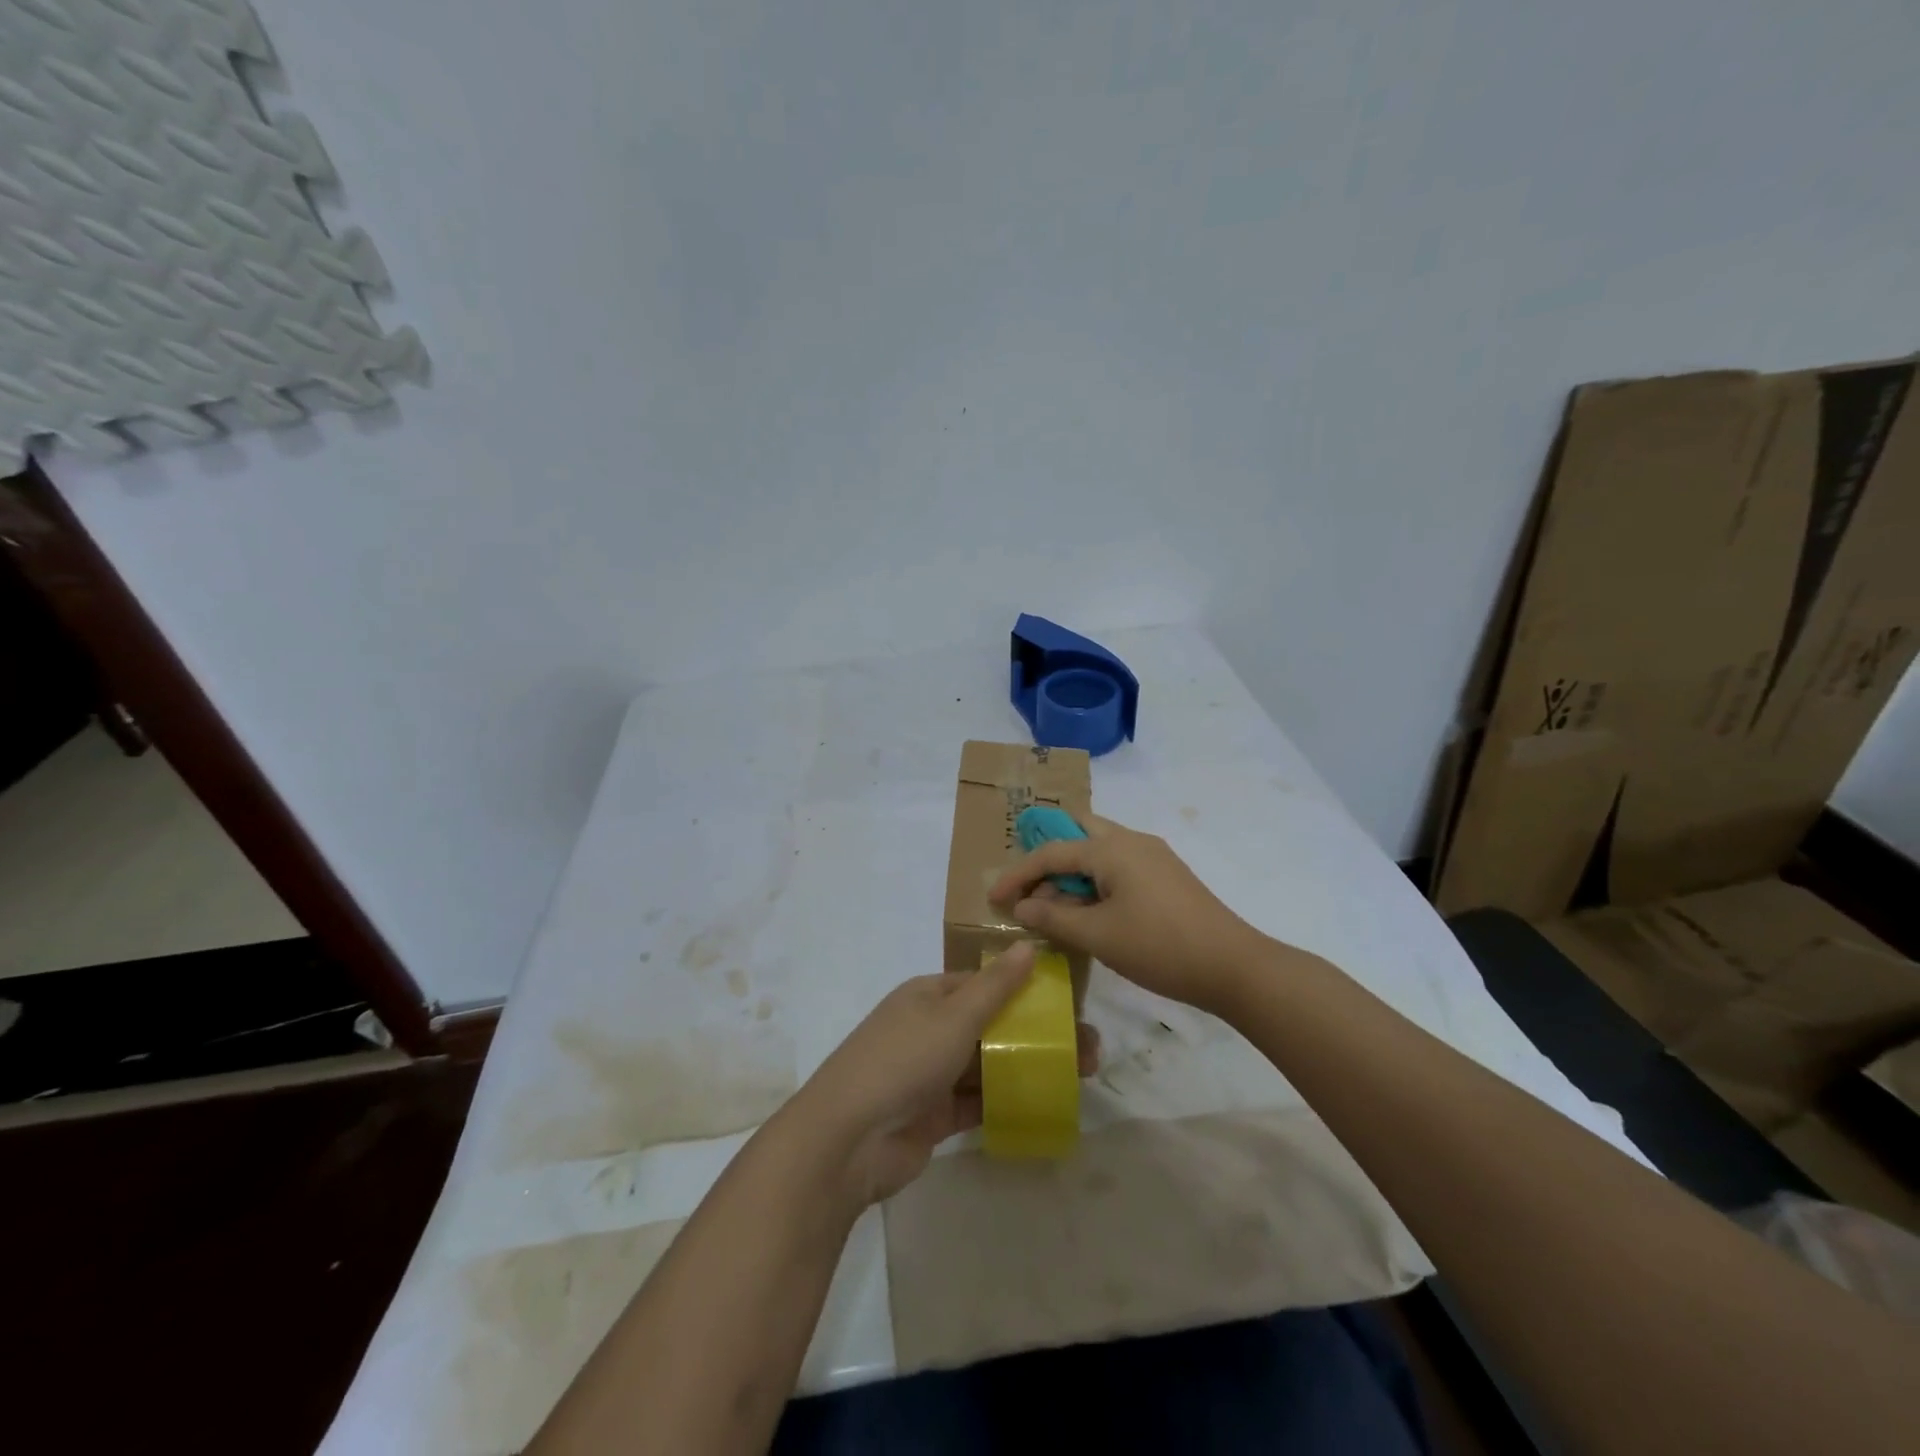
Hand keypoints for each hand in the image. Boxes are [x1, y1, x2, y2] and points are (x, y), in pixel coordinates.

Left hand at [787, 943, 1098, 1208]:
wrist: (849, 1140)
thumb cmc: (903, 1060)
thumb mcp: (953, 1015)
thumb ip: (995, 985)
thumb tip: (1028, 946)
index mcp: (929, 996)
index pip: (983, 984)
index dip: (1024, 989)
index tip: (1067, 1002)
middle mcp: (930, 1029)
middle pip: (992, 1025)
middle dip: (1036, 1033)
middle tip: (1088, 1048)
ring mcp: (932, 1074)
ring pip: (990, 1063)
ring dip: (1029, 1066)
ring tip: (1081, 1074)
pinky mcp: (935, 1115)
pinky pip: (979, 1101)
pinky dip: (1009, 1100)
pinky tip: (1048, 1102)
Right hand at [989, 814, 1264, 1013]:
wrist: (1234, 967)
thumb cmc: (1159, 947)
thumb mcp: (1098, 936)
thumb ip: (1054, 918)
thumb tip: (1023, 906)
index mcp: (1112, 848)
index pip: (1052, 851)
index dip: (1019, 874)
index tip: (995, 898)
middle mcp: (1132, 841)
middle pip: (1078, 833)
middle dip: (1048, 856)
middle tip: (1028, 886)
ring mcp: (1154, 856)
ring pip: (1100, 850)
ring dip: (1073, 871)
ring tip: (1055, 904)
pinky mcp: (1167, 876)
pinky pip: (1119, 866)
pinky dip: (1096, 881)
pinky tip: (1091, 911)